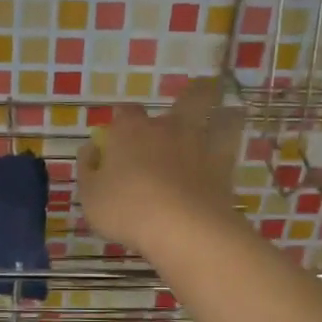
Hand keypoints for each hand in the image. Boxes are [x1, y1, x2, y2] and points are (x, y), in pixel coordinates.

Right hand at [78, 76, 244, 254]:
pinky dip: (233, 141)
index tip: (119, 133)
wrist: (181, 227)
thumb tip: (91, 150)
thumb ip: (88, 170)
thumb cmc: (126, 210)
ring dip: (221, 111)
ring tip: (226, 112)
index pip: (125, 112)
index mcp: (130, 131)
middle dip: (192, 94)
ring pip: (217, 115)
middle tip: (194, 96)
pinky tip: (233, 145)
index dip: (122, 120)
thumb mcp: (90, 196)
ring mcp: (198, 144)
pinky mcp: (223, 166)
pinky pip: (232, 145)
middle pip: (187, 98)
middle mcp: (167, 128)